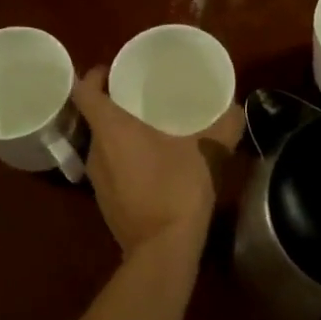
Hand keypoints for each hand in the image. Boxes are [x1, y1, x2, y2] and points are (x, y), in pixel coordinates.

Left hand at [70, 68, 243, 256]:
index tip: (113, 71)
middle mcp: (95, 151)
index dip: (94, 76)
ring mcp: (97, 180)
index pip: (85, 91)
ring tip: (149, 128)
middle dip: (114, 105)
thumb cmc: (177, 188)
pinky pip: (110, 168)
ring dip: (119, 135)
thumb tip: (235, 108)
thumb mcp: (205, 152)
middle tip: (141, 96)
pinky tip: (151, 164)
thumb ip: (221, 127)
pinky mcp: (106, 202)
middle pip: (94, 118)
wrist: (163, 248)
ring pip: (102, 145)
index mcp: (111, 129)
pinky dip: (124, 159)